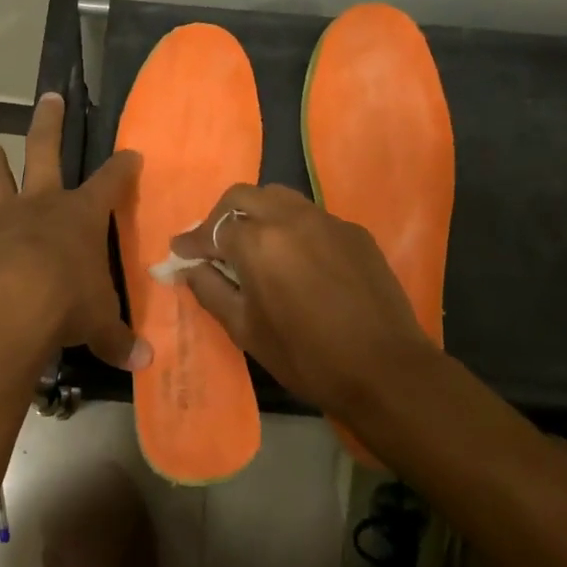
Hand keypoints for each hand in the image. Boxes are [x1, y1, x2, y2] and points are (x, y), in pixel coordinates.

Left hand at [0, 93, 149, 372]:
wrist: (4, 308)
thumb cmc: (65, 305)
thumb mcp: (99, 324)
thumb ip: (117, 338)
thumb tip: (144, 362)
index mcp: (81, 215)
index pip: (111, 182)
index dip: (123, 167)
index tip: (131, 154)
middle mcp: (40, 204)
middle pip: (46, 150)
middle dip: (51, 122)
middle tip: (50, 97)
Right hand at [170, 184, 439, 421]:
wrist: (386, 370)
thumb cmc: (307, 357)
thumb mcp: (246, 330)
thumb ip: (211, 291)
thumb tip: (191, 268)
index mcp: (258, 243)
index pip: (213, 229)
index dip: (192, 242)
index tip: (179, 252)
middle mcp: (290, 218)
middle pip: (243, 197)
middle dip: (221, 216)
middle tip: (214, 245)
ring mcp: (327, 221)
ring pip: (279, 198)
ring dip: (257, 213)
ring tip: (253, 245)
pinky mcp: (354, 232)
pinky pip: (311, 216)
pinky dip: (291, 228)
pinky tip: (296, 259)